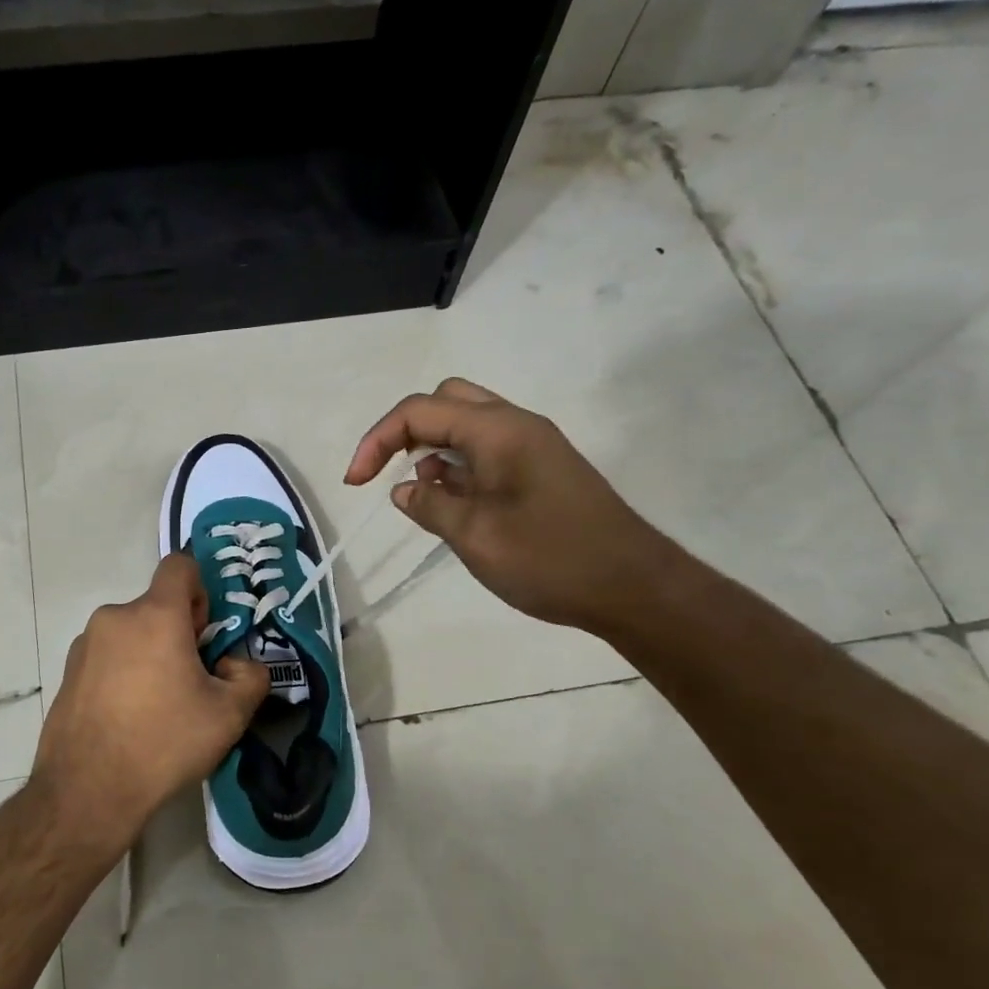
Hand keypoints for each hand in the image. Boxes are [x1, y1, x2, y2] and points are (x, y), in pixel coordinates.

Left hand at [32, 553, 269, 848]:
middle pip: (156, 606)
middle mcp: (114, 618)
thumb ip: (251, 676)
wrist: (88, 791)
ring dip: (150, 654)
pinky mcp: (67, 673)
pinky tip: (128, 719)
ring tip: (159, 707)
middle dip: (179, 633)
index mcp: (154, 615)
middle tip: (191, 681)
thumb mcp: (230, 714)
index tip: (206, 632)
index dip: (200, 589)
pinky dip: (123, 673)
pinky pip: (107, 657)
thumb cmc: (164, 742)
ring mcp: (85, 645)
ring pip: (131, 634)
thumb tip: (233, 665)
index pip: (180, 565)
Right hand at [345, 378, 679, 633]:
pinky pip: (486, 451)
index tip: (356, 484)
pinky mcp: (541, 470)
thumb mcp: (475, 536)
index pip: (420, 411)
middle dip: (406, 432)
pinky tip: (454, 506)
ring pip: (467, 425)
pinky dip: (458, 468)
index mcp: (499, 431)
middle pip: (445, 401)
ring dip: (433, 450)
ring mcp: (532, 446)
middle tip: (388, 474)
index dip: (378, 440)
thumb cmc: (550, 560)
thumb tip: (403, 490)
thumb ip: (430, 506)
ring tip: (423, 499)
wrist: (633, 587)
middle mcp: (516, 425)